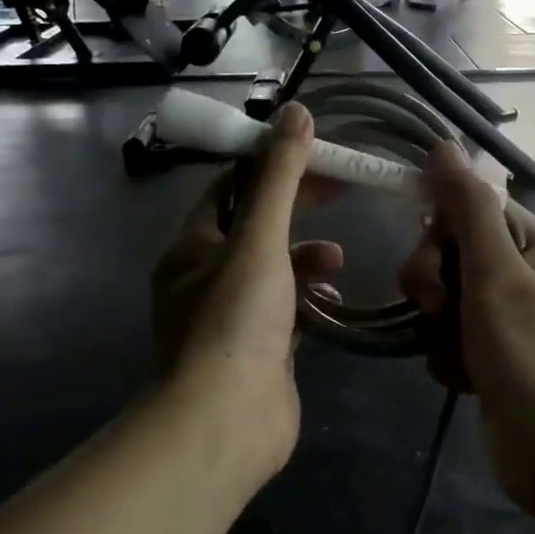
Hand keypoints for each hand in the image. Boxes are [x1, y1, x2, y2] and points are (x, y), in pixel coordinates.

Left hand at [149, 103, 342, 473]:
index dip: (271, 166)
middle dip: (296, 208)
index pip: (229, 188)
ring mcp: (231, 317)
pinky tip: (332, 299)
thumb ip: (280, 177)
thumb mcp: (259, 238)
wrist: (227, 422)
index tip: (315, 154)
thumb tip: (296, 111)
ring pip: (273, 271)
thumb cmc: (236, 320)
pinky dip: (308, 298)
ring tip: (338, 258)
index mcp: (192, 247)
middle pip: (255, 227)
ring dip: (305, 257)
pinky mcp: (258, 350)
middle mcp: (204, 278)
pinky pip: (286, 310)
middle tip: (342, 190)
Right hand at [397, 146, 534, 512]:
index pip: (471, 210)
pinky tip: (462, 378)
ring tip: (454, 351)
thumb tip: (444, 144)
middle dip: (433, 281)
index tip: (428, 259)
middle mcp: (524, 276)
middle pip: (452, 255)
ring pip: (444, 300)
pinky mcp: (493, 360)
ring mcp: (509, 321)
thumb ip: (466, 209)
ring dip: (437, 325)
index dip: (440, 230)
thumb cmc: (534, 356)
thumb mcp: (496, 273)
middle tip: (437, 308)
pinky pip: (449, 340)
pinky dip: (446, 356)